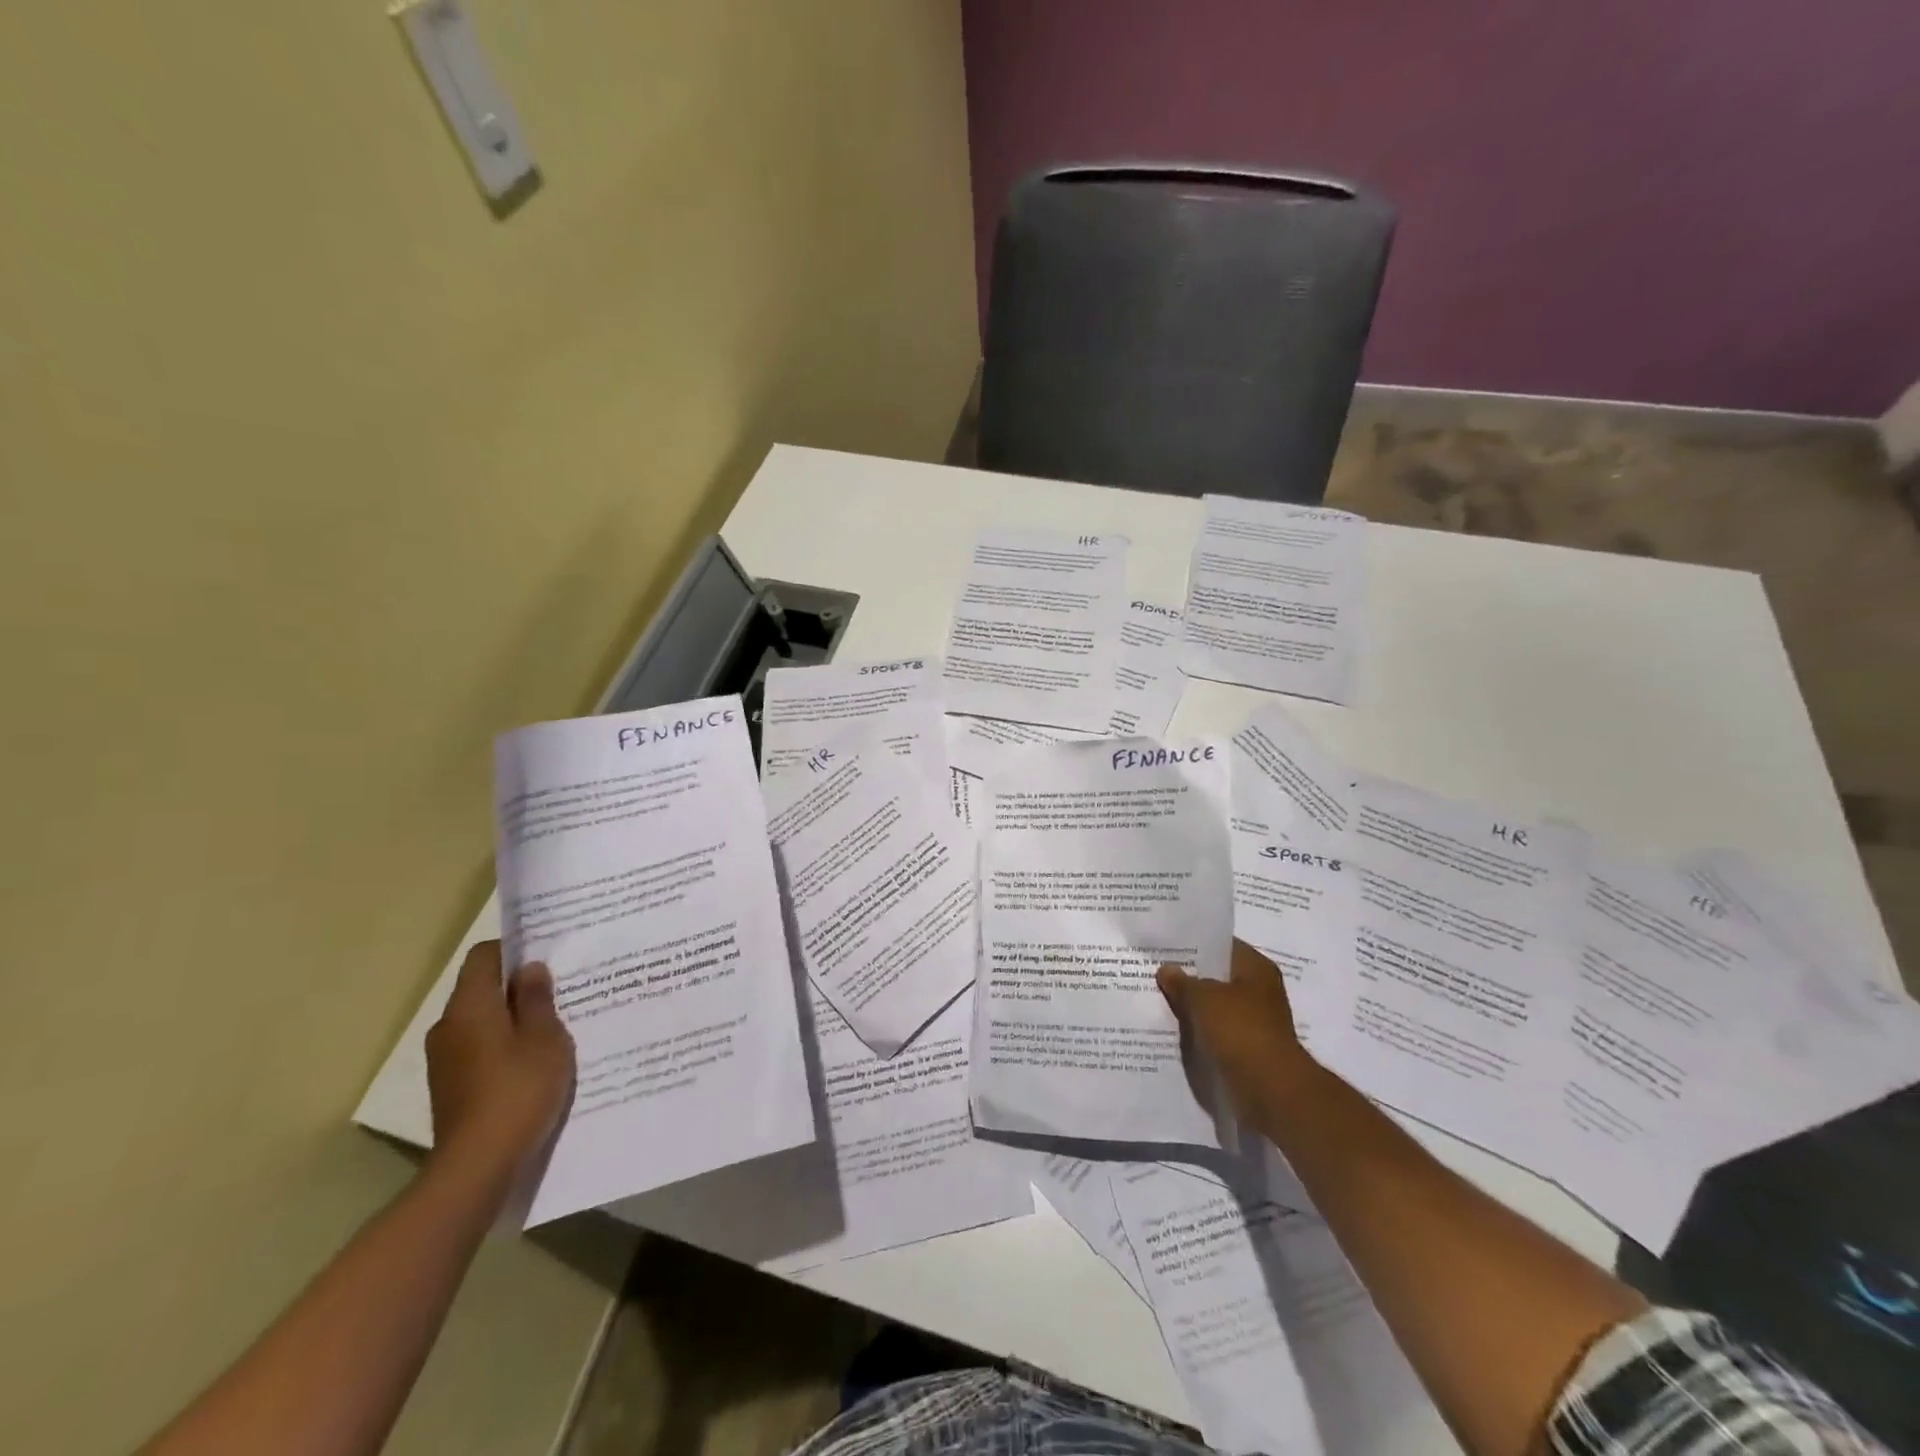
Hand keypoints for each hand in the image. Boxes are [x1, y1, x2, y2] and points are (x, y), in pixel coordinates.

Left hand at [425, 941, 574, 1181]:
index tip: (546, 956)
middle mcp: (448, 1025)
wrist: (478, 1165)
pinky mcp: (448, 1085)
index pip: (483, 956)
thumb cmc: (519, 1089)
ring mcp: (444, 1058)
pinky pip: (477, 1048)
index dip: (513, 949)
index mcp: (470, 1006)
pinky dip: (501, 1045)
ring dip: (510, 1018)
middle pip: (480, 988)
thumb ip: (537, 999)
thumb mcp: (545, 1037)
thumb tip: (529, 969)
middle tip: (559, 991)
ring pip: (480, 1020)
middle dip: (516, 986)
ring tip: (550, 1028)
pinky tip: (531, 1061)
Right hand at [1159, 939, 1316, 1125]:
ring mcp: (1255, 1021)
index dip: (1194, 944)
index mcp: (1256, 968)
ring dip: (1193, 1006)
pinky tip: (1174, 1028)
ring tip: (1158, 998)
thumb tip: (1166, 970)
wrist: (1269, 1089)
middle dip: (1190, 976)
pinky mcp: (1247, 1048)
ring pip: (1215, 1006)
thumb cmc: (1240, 1030)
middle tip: (1154, 970)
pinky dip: (1199, 1031)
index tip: (1166, 945)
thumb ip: (1182, 982)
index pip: (1222, 945)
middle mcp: (1259, 990)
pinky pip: (1216, 1031)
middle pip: (1218, 976)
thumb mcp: (1203, 998)